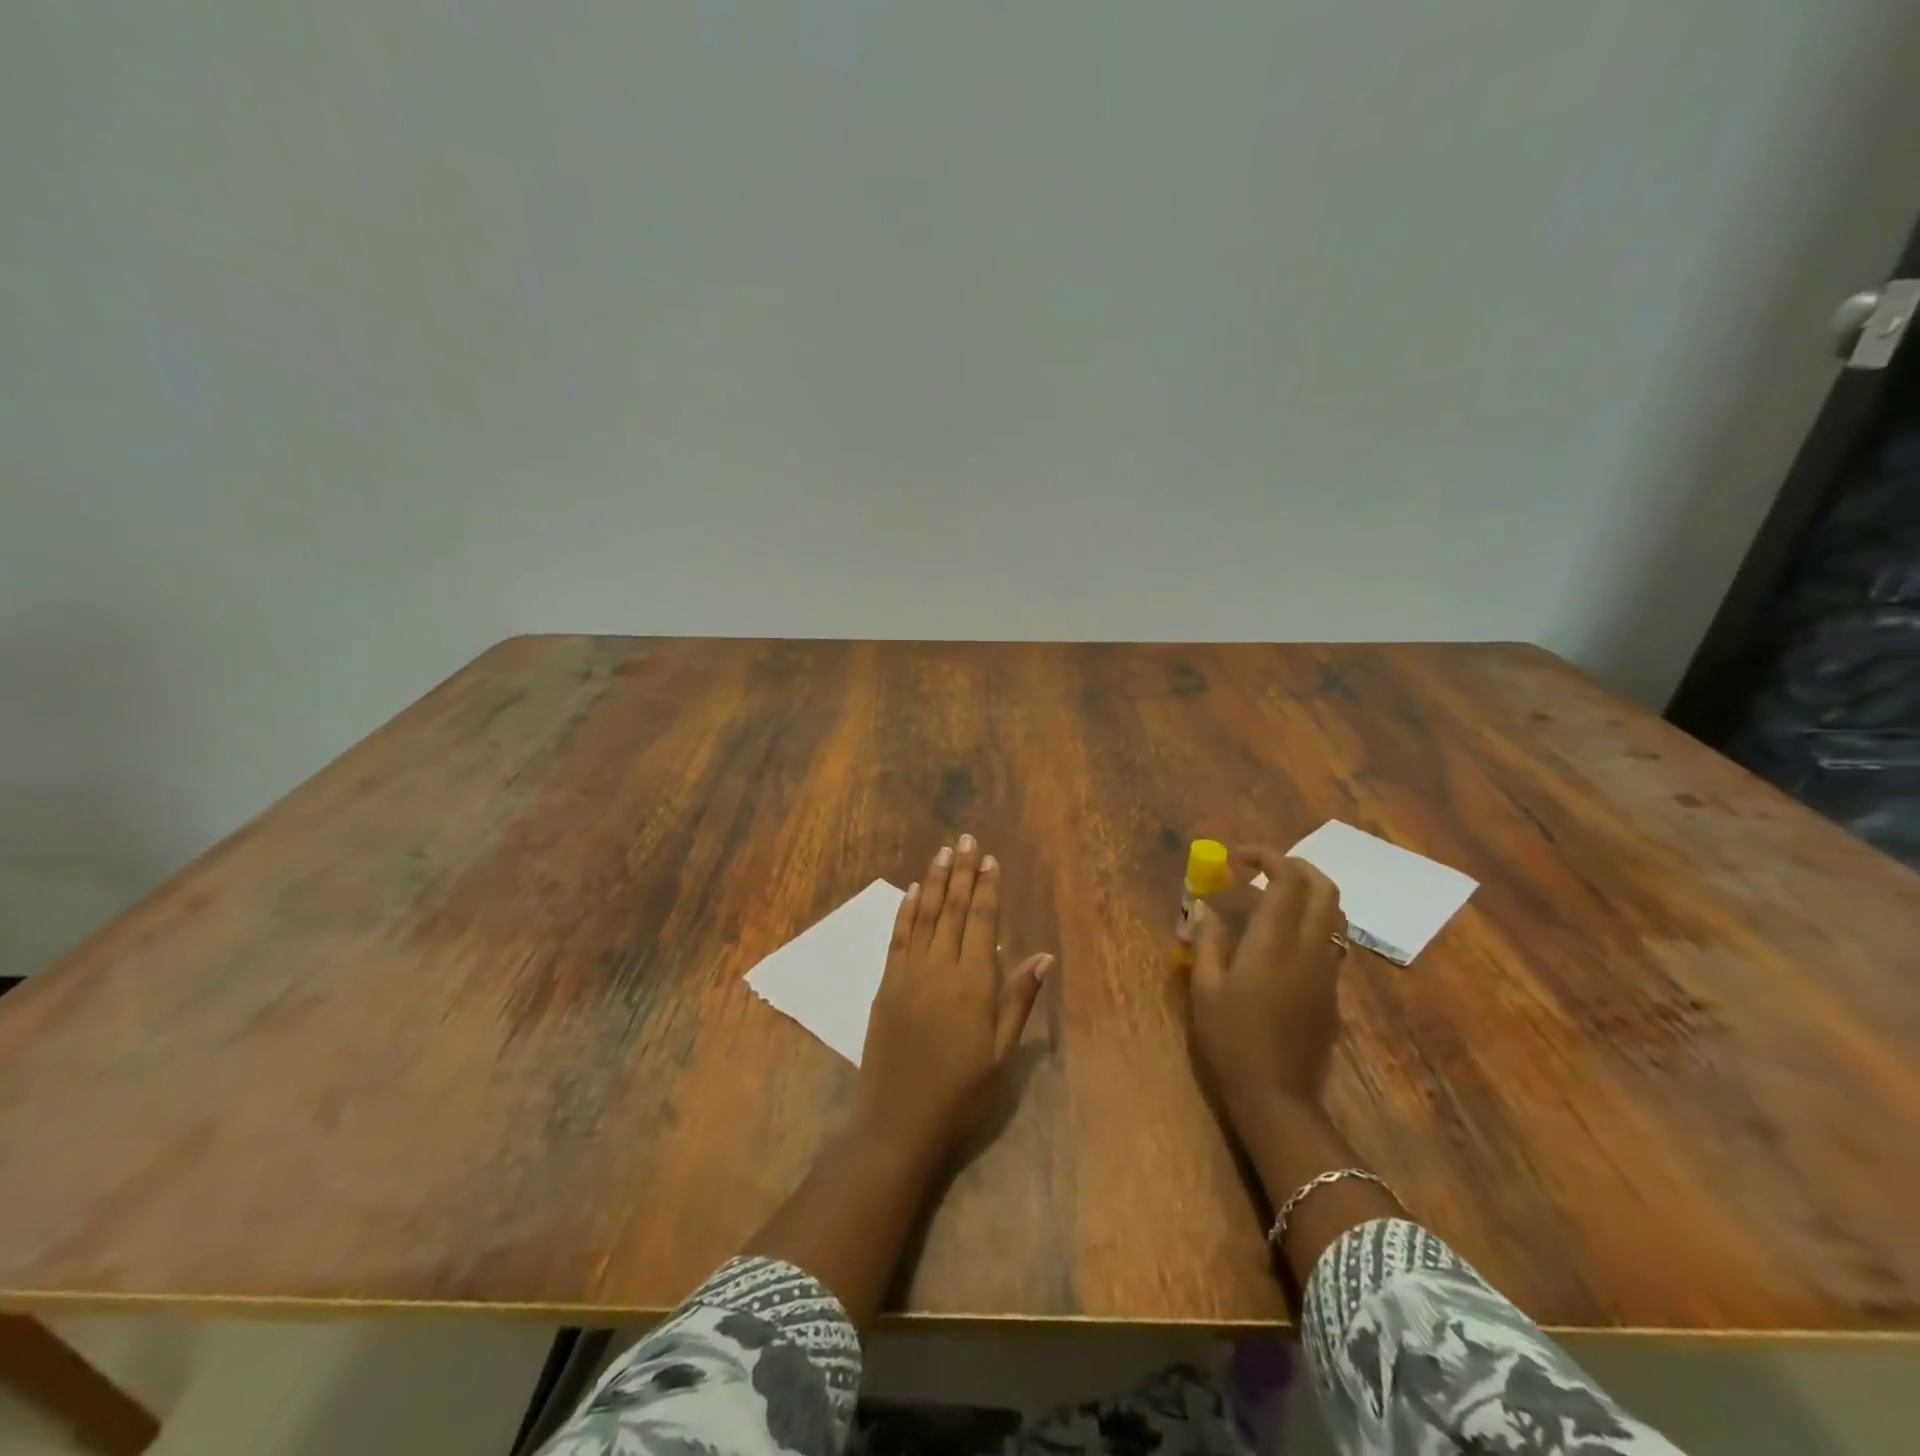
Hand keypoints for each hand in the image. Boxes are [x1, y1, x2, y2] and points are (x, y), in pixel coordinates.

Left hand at [852, 835, 1052, 1164]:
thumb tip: (1043, 956)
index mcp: (973, 983)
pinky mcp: (886, 985)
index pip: (981, 922)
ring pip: (923, 915)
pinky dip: (905, 911)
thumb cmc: (961, 1094)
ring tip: (942, 852)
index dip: (987, 889)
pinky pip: (897, 938)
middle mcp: (939, 967)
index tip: (990, 859)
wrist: (898, 1124)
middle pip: (951, 909)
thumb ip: (1018, 1000)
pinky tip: (910, 892)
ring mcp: (908, 974)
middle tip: (966, 839)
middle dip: (961, 872)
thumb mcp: (1001, 1053)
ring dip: (932, 881)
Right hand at [1189, 848, 1346, 1124]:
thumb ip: (1207, 941)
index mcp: (1274, 943)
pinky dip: (1312, 923)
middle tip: (1262, 869)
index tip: (1237, 858)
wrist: (1278, 1100)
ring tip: (1274, 899)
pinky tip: (1281, 943)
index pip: (1286, 879)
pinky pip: (1332, 942)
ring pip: (1335, 915)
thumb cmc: (1231, 1042)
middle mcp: (1309, 949)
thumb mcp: (1205, 990)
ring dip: (1310, 894)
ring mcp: (1327, 972)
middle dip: (1297, 866)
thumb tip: (1204, 907)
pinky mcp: (1333, 994)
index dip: (1266, 856)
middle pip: (1324, 888)